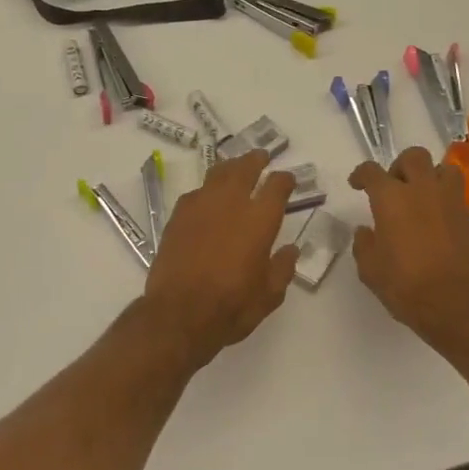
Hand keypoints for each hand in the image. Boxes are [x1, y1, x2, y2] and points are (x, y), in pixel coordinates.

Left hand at [143, 149, 298, 365]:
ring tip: (235, 167)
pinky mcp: (178, 215)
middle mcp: (231, 203)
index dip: (284, 180)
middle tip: (261, 156)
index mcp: (260, 219)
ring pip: (218, 173)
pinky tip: (207, 197)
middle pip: (245, 168)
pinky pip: (196, 192)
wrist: (180, 313)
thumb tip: (290, 249)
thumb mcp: (269, 295)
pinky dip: (207, 190)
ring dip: (230, 167)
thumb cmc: (232, 306)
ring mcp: (201, 205)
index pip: (277, 186)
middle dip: (255, 160)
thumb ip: (282, 267)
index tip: (288, 179)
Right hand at [349, 148, 468, 359]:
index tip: (357, 185)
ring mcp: (452, 203)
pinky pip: (458, 198)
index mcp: (392, 198)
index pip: (371, 171)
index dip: (361, 174)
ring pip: (445, 169)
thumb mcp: (370, 270)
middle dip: (400, 166)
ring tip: (423, 196)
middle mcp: (423, 191)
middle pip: (414, 156)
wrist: (460, 307)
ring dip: (431, 176)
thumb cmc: (406, 287)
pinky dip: (447, 203)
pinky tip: (440, 224)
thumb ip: (364, 244)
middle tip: (394, 186)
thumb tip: (366, 231)